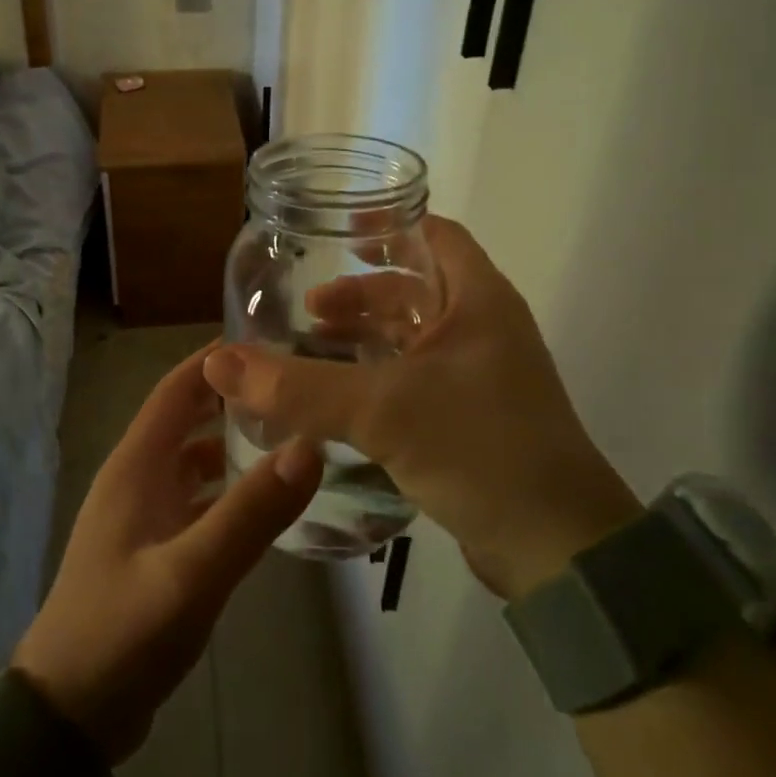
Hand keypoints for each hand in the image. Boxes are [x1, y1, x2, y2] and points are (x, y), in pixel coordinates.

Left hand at [13, 343, 322, 763]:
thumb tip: (309, 445)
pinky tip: (263, 501)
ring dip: (231, 443)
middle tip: (294, 387)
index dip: (216, 359)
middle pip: (187, 418)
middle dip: (233, 398)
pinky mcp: (152, 547)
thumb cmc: (122, 632)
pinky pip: (195, 499)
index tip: (270, 341)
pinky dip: (226, 488)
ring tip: (290, 436)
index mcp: (136, 465)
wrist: (67, 715)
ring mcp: (143, 514)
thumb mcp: (192, 573)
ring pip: (193, 459)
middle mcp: (137, 477)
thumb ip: (251, 512)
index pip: (177, 388)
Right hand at [202, 215, 641, 599]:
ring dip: (366, 337)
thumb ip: (298, 387)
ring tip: (314, 348)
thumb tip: (217, 363)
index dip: (387, 226)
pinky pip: (417, 378)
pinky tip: (343, 398)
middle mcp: (484, 327)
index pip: (434, 234)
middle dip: (361, 294)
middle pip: (415, 288)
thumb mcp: (382, 409)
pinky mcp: (475, 417)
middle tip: (309, 310)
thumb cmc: (479, 449)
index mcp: (479, 299)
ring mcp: (483, 375)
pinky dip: (379, 375)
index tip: (335, 233)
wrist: (558, 550)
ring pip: (414, 336)